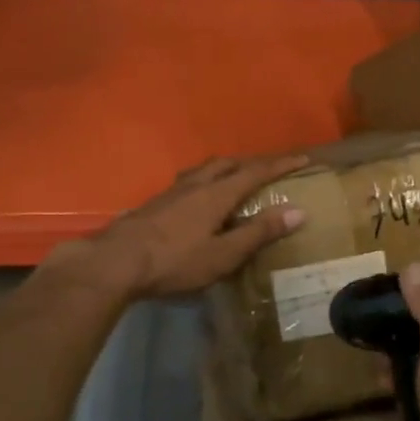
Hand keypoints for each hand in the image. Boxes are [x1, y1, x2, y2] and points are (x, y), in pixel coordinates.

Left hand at [72, 154, 309, 298]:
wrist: (116, 261)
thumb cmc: (175, 261)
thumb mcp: (223, 254)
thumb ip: (258, 233)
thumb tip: (298, 211)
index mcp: (217, 193)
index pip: (255, 172)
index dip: (280, 165)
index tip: (303, 159)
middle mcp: (196, 184)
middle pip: (228, 163)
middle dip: (252, 163)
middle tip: (269, 170)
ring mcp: (172, 192)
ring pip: (205, 169)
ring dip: (226, 168)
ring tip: (235, 178)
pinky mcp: (156, 203)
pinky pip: (189, 180)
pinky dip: (206, 180)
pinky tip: (199, 198)